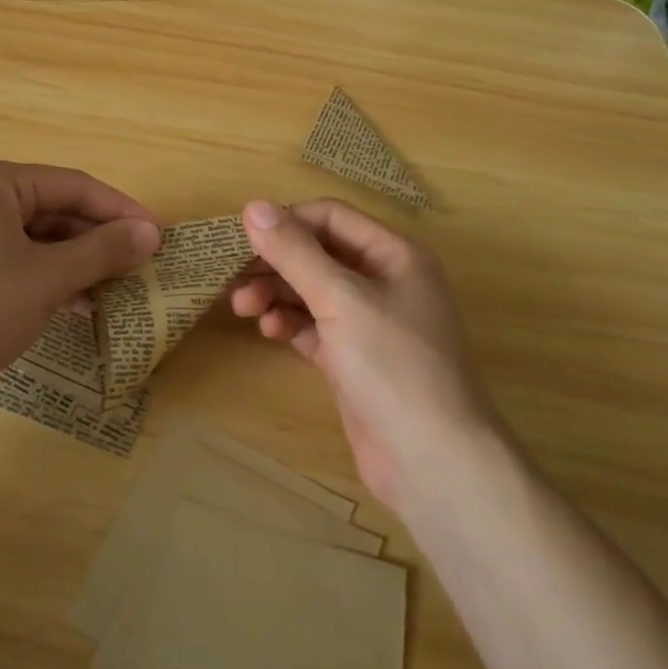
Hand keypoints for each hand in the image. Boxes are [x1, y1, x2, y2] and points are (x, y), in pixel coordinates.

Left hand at [0, 161, 160, 426]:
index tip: (158, 235)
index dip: (121, 210)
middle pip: (55, 209)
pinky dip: (49, 278)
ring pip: (37, 238)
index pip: (74, 185)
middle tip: (141, 264)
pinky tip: (79, 305)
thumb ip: (102, 251)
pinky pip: (17, 261)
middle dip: (99, 238)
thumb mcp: (48, 279)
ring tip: (118, 287)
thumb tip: (151, 233)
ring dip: (78, 261)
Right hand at [230, 198, 496, 512]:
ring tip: (243, 307)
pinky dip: (290, 323)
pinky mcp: (354, 359)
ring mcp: (370, 322)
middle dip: (276, 263)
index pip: (331, 217)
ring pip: (312, 292)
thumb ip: (295, 252)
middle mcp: (384, 281)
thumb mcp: (341, 299)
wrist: (434, 462)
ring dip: (276, 293)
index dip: (287, 221)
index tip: (242, 237)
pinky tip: (269, 330)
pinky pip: (314, 327)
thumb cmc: (393, 365)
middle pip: (318, 254)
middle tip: (233, 278)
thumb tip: (253, 206)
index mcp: (394, 254)